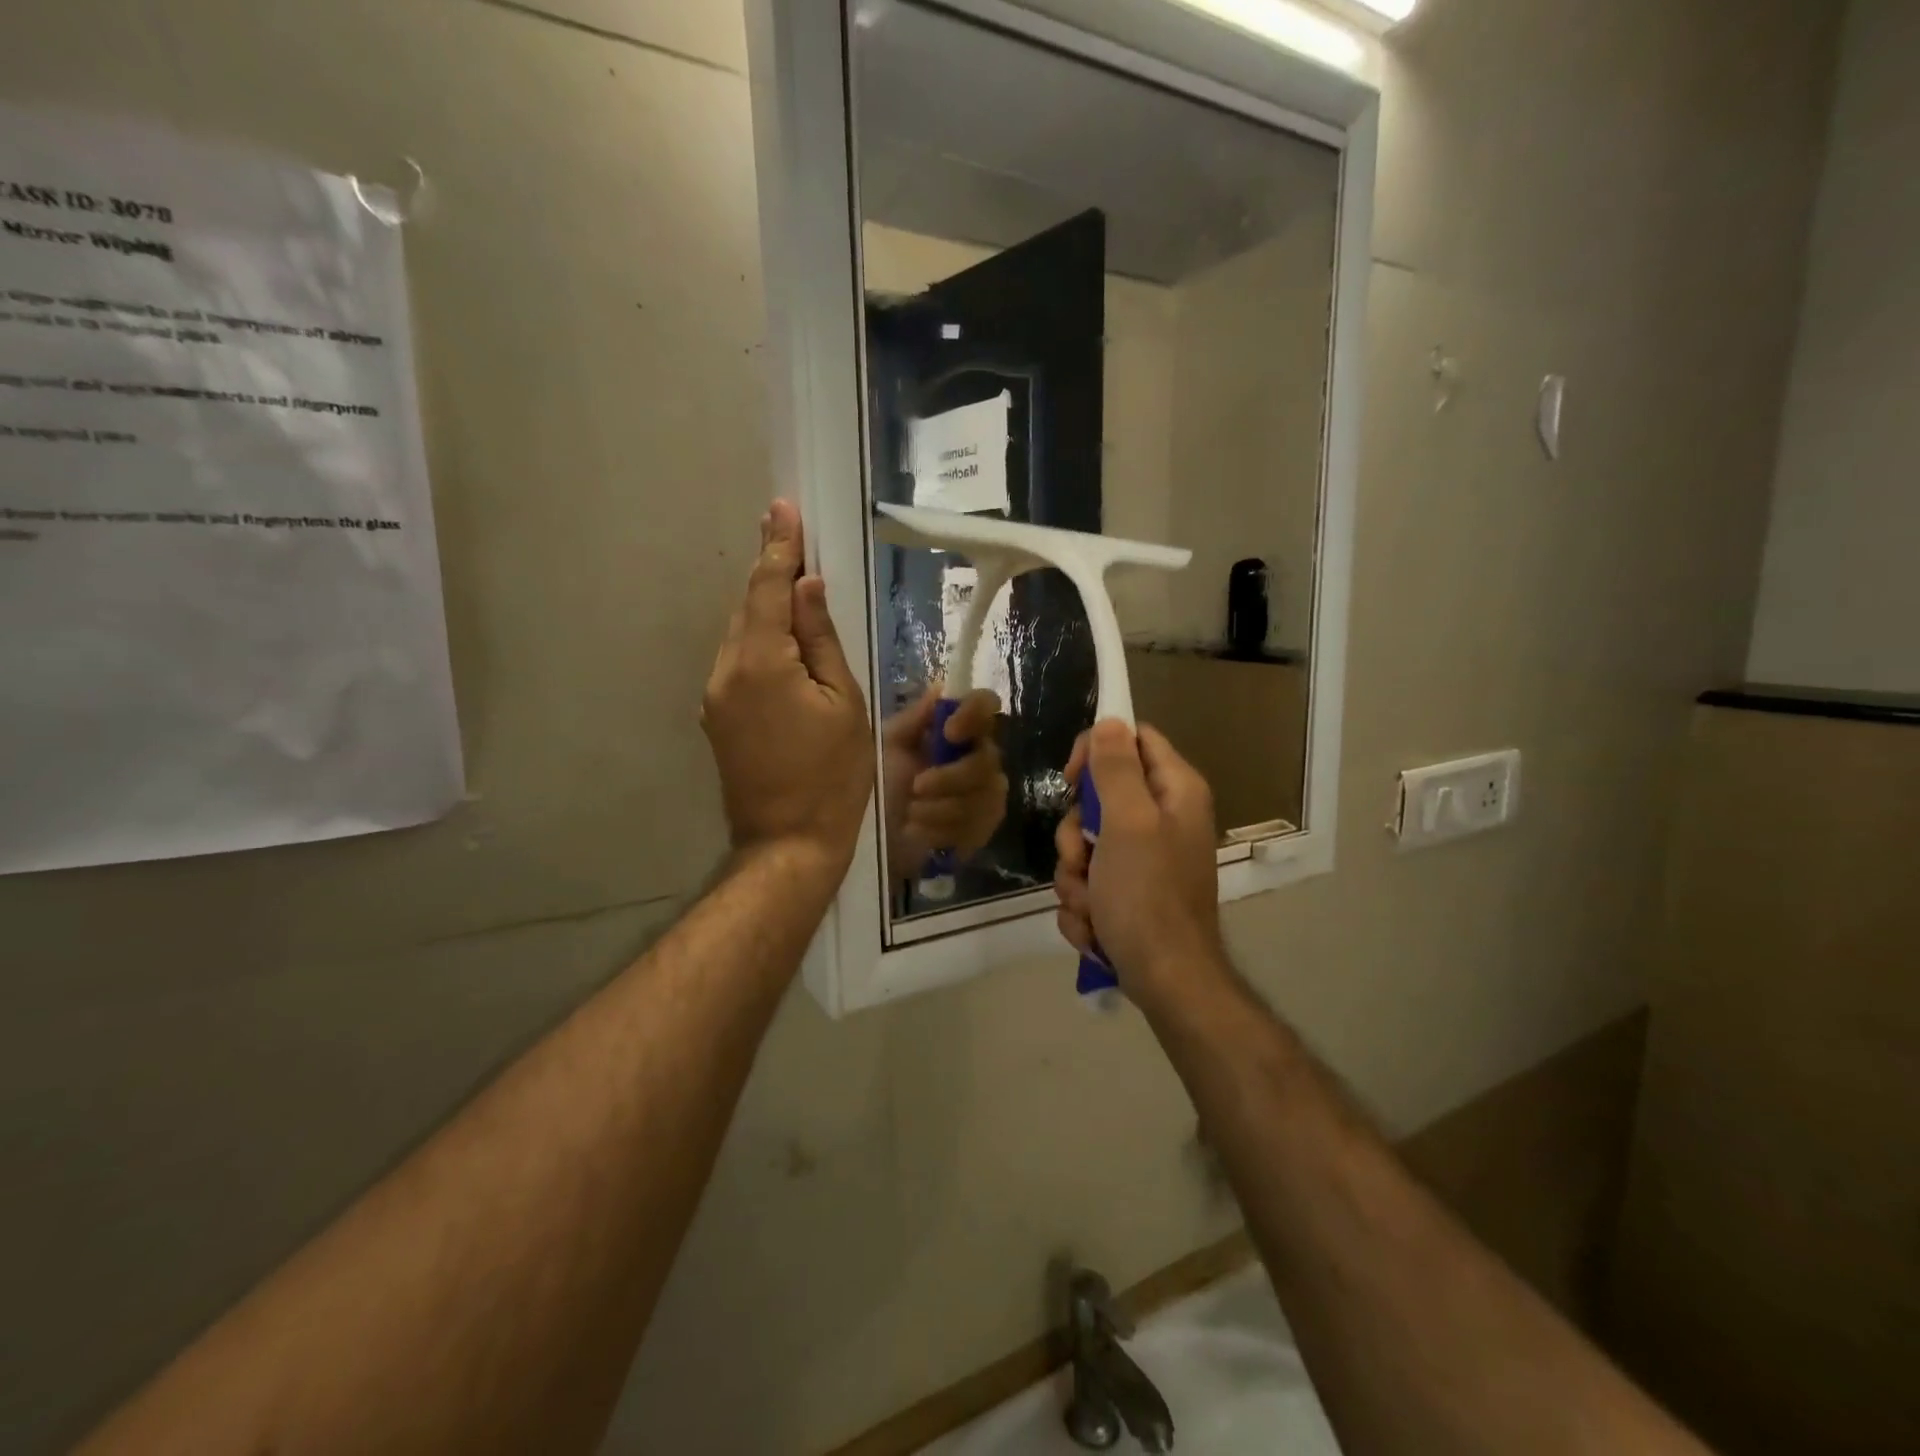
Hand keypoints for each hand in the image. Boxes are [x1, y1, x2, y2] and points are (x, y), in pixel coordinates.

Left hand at [702, 501, 871, 881]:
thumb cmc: (833, 775)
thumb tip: (807, 587)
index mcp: (761, 662)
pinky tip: (786, 647)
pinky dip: (761, 643)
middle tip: (796, 540)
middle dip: (772, 574)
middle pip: (750, 608)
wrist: (788, 842)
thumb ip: (821, 639)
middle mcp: (726, 670)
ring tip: (798, 593)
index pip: (768, 588)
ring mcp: (716, 697)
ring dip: (767, 611)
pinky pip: (740, 663)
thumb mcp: (844, 702)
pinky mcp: (717, 718)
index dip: (778, 546)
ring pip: (742, 636)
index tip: (782, 507)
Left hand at [881, 687, 1008, 880]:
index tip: (949, 731)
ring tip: (910, 813)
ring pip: (981, 797)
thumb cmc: (879, 783)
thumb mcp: (888, 746)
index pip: (986, 705)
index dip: (974, 714)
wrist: (874, 835)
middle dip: (949, 777)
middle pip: (987, 759)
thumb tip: (941, 687)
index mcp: (958, 729)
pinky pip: (976, 826)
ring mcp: (987, 793)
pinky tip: (921, 831)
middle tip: (916, 787)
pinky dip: (942, 830)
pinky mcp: (985, 827)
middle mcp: (980, 756)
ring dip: (939, 808)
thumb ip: (914, 719)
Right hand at [1054, 721, 1225, 1005]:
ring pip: (1086, 845)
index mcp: (1175, 791)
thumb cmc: (1147, 896)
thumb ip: (1116, 768)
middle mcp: (1163, 818)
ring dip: (1075, 877)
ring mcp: (1146, 859)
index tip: (1071, 781)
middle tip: (1081, 860)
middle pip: (1099, 797)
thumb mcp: (1127, 823)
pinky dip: (1085, 905)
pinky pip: (1089, 881)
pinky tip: (1095, 927)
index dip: (1097, 751)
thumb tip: (1110, 720)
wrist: (1166, 981)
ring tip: (1090, 905)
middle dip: (1076, 835)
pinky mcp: (1130, 892)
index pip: (1133, 739)